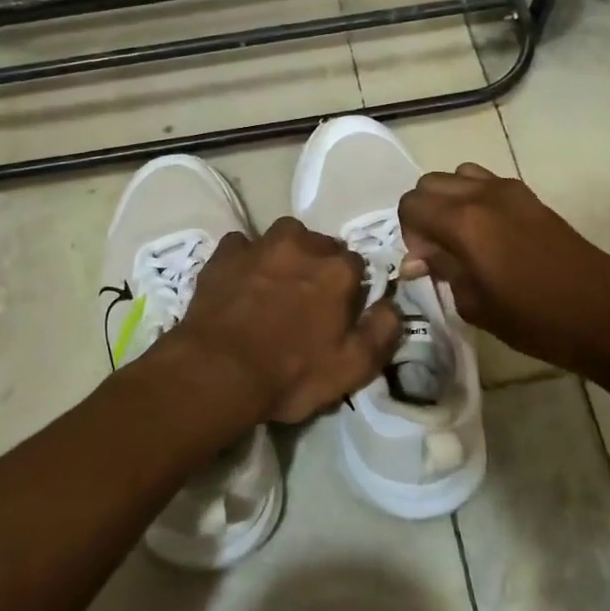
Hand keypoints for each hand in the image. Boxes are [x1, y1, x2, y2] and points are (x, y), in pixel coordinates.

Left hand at [166, 217, 401, 425]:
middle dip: (319, 265)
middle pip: (320, 245)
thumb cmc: (290, 374)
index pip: (356, 264)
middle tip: (307, 297)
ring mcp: (260, 246)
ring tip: (276, 282)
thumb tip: (392, 306)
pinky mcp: (224, 254)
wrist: (217, 371)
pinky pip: (242, 245)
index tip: (340, 308)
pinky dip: (245, 258)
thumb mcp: (351, 368)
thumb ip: (381, 332)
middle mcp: (302, 246)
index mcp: (337, 271)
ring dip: (285, 254)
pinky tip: (240, 280)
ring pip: (283, 237)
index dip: (349, 287)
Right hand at [398, 162, 609, 381]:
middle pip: (430, 183)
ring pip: (458, 176)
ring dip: (449, 201)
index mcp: (464, 221)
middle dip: (424, 213)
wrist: (606, 315)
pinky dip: (474, 199)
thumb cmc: (536, 319)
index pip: (411, 204)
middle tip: (439, 252)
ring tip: (462, 239)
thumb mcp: (476, 304)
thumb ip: (442, 271)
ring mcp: (510, 191)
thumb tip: (416, 260)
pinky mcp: (531, 197)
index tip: (425, 263)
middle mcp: (482, 195)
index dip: (408, 233)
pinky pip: (486, 183)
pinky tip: (490, 236)